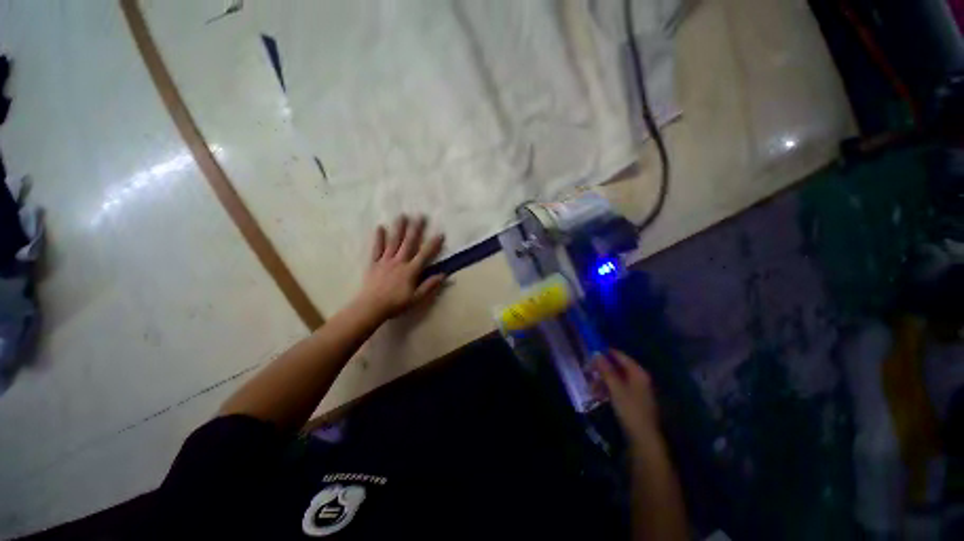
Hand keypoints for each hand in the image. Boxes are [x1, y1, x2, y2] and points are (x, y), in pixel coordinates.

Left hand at [356, 214, 445, 319]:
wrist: (371, 307)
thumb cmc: (396, 304)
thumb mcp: (417, 298)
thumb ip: (430, 285)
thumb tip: (444, 274)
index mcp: (411, 270)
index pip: (425, 254)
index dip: (433, 244)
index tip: (440, 233)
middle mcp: (399, 261)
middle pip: (409, 242)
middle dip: (416, 229)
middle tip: (420, 215)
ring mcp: (385, 261)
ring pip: (394, 242)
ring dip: (399, 228)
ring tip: (402, 216)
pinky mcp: (374, 263)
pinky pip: (377, 248)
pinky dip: (379, 238)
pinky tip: (380, 227)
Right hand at [594, 350, 659, 442]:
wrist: (643, 438)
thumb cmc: (630, 410)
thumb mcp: (616, 388)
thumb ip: (606, 370)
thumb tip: (596, 353)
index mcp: (638, 372)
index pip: (620, 355)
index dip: (605, 353)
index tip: (590, 354)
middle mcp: (638, 378)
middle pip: (617, 367)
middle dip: (601, 370)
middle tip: (587, 372)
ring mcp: (635, 390)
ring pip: (615, 379)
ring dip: (602, 381)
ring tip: (591, 388)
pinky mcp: (631, 400)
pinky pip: (617, 389)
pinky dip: (607, 390)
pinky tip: (597, 395)